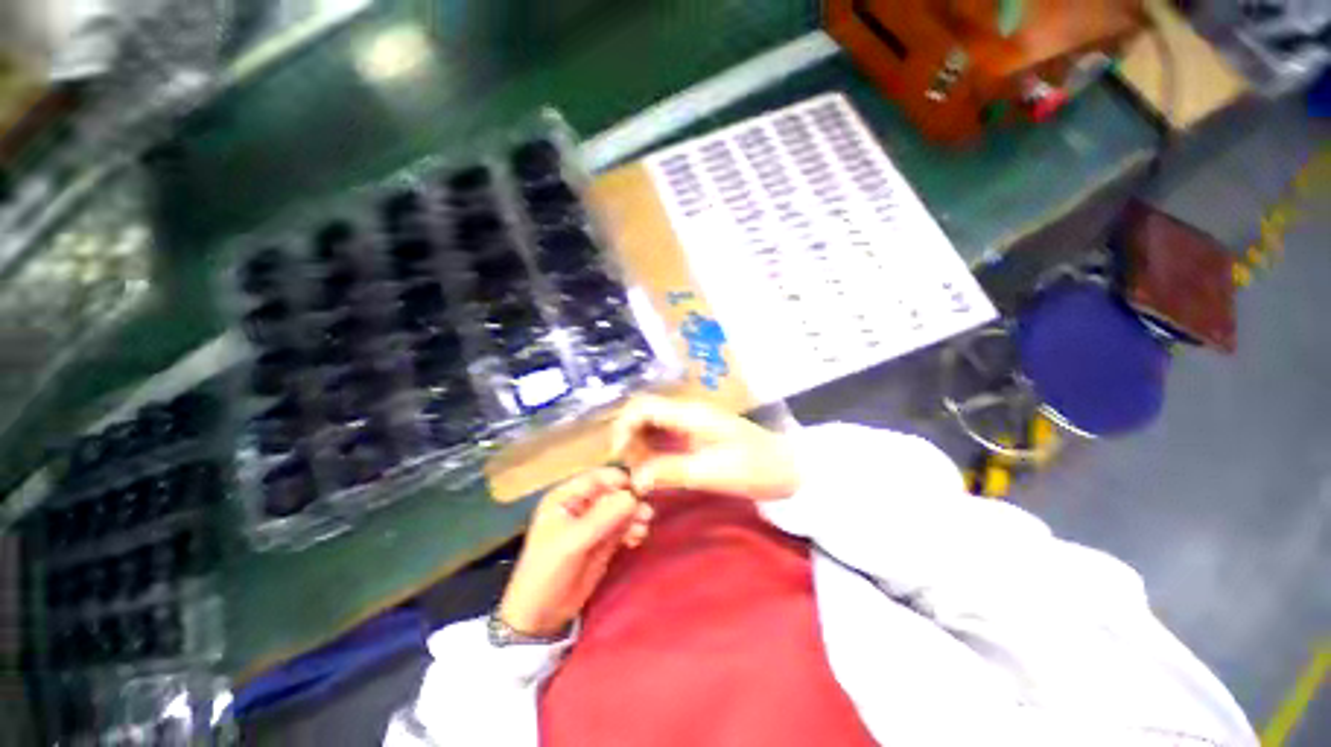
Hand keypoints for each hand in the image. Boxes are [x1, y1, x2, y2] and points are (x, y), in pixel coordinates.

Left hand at [499, 468, 652, 636]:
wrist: (540, 615)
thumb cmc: (547, 571)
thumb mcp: (572, 543)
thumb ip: (602, 518)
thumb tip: (632, 496)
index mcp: (565, 498)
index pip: (596, 478)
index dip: (618, 480)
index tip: (639, 489)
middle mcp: (581, 505)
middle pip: (612, 493)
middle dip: (630, 500)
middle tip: (646, 513)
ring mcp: (594, 524)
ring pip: (621, 510)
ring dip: (634, 515)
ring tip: (643, 527)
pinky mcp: (604, 541)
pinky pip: (623, 527)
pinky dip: (633, 529)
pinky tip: (637, 538)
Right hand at [611, 396, 799, 502]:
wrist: (791, 468)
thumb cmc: (757, 468)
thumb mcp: (713, 473)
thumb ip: (671, 471)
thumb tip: (635, 479)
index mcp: (690, 414)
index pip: (643, 406)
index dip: (623, 427)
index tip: (620, 458)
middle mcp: (687, 412)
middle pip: (644, 413)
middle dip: (630, 438)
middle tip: (634, 470)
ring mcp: (693, 422)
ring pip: (652, 425)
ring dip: (641, 446)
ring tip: (644, 473)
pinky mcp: (697, 434)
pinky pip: (665, 436)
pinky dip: (654, 450)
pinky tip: (657, 469)